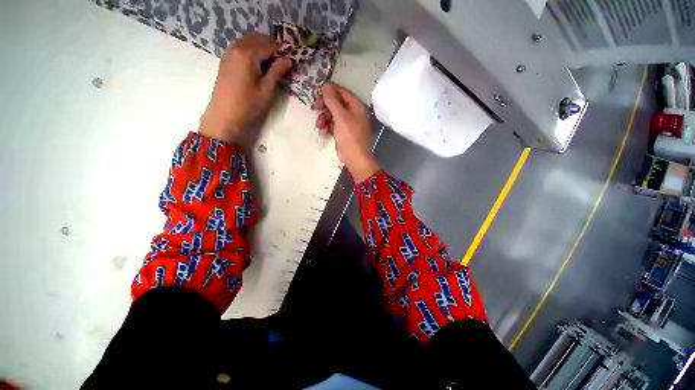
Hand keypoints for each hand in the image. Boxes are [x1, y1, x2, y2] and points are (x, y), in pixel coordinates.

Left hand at [199, 33, 292, 142]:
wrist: (224, 115)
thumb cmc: (248, 105)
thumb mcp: (267, 90)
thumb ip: (277, 72)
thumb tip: (289, 59)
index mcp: (248, 54)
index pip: (269, 45)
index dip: (282, 50)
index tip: (292, 58)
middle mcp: (237, 47)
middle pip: (258, 38)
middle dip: (272, 45)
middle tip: (283, 59)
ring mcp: (229, 52)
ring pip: (248, 40)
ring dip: (261, 46)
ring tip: (272, 61)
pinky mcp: (226, 59)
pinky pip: (241, 46)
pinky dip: (251, 48)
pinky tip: (258, 62)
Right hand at [315, 82, 378, 182]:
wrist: (355, 158)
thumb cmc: (349, 136)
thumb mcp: (340, 117)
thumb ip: (332, 101)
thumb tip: (326, 85)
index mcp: (357, 106)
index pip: (342, 92)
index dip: (330, 91)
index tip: (317, 93)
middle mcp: (354, 113)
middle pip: (337, 104)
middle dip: (325, 107)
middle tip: (314, 108)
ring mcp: (349, 124)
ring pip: (334, 116)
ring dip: (324, 119)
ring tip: (318, 125)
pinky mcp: (344, 133)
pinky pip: (334, 126)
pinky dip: (328, 127)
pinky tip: (323, 132)